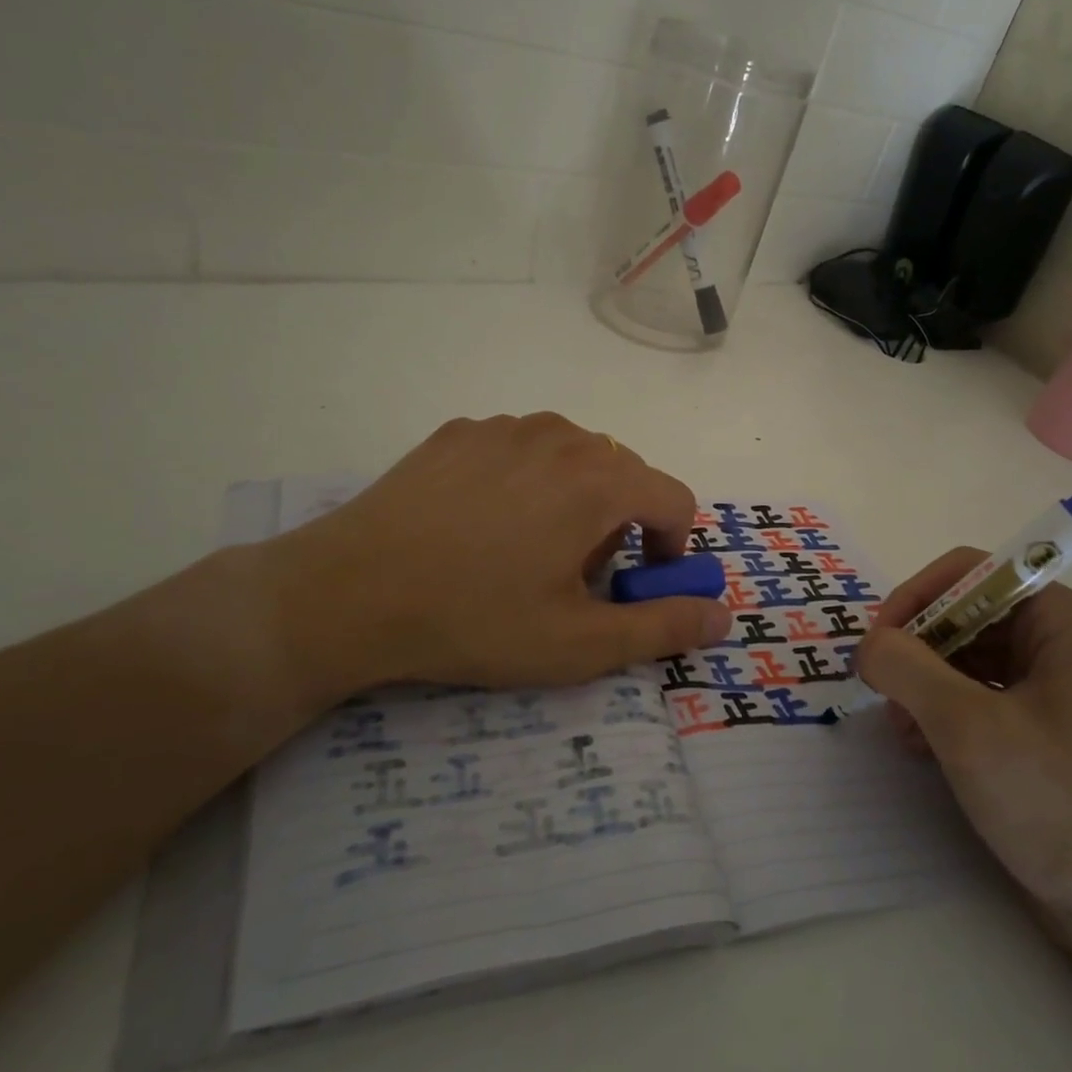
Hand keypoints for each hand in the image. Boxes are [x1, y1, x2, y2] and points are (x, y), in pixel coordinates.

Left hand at [242, 414, 731, 709]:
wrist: (348, 593)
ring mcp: (506, 427)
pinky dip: (526, 482)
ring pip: (573, 458)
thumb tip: (723, 614)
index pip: (674, 500)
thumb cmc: (475, 620)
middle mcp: (562, 436)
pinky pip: (520, 450)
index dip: (670, 548)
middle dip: (619, 526)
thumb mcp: (580, 644)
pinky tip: (480, 525)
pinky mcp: (460, 431)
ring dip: (575, 499)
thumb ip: (663, 627)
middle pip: (624, 475)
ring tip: (527, 550)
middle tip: (574, 578)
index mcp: (600, 479)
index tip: (635, 585)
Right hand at [854, 549, 1071, 924]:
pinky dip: (943, 708)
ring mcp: (1056, 682)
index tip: (877, 644)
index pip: (972, 572)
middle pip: (966, 612)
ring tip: (900, 727)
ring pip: (966, 653)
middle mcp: (1064, 639)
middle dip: (917, 648)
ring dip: (923, 682)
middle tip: (881, 690)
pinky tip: (922, 745)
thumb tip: (869, 644)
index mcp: (1066, 621)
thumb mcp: (968, 727)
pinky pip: (979, 690)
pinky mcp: (1043, 721)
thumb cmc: (1056, 803)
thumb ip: (907, 667)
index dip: (916, 597)